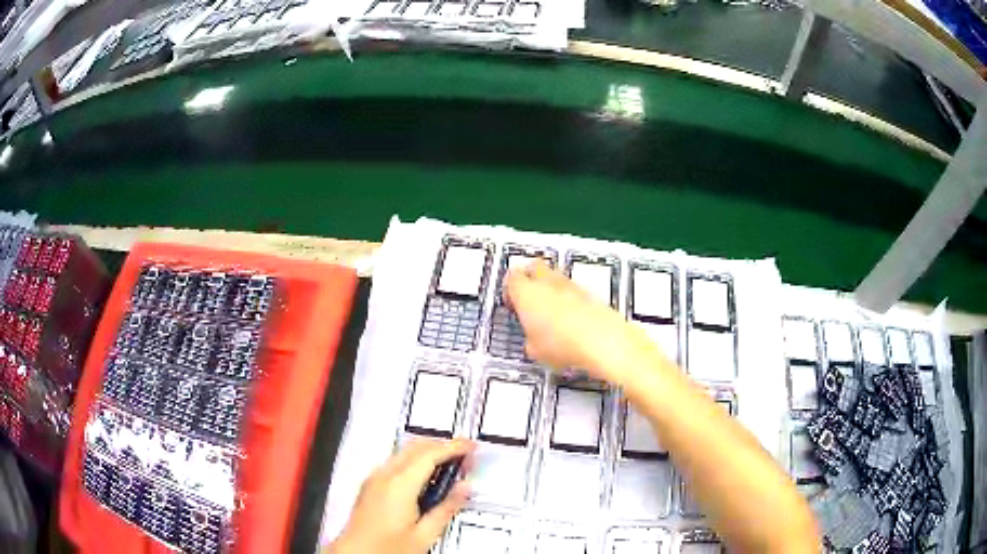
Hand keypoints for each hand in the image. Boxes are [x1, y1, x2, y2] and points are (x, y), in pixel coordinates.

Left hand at [329, 439, 474, 553]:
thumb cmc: (389, 548)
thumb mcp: (425, 535)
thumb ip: (446, 508)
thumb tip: (465, 487)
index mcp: (400, 484)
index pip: (431, 454)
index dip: (454, 447)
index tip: (473, 447)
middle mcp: (385, 474)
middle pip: (417, 446)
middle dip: (443, 447)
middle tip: (466, 459)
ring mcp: (375, 477)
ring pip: (405, 452)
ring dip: (429, 453)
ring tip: (450, 469)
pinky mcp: (371, 484)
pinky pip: (396, 462)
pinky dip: (416, 461)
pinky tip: (427, 479)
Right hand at [505, 261, 657, 384]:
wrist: (603, 341)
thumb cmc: (561, 345)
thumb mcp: (534, 350)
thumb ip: (529, 338)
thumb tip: (533, 338)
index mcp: (526, 293)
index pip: (512, 278)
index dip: (509, 290)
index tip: (512, 305)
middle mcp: (547, 283)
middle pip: (533, 267)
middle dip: (529, 279)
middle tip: (528, 300)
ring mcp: (571, 285)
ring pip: (554, 277)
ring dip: (550, 288)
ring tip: (551, 313)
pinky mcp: (589, 293)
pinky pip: (572, 290)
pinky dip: (568, 299)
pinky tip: (570, 319)